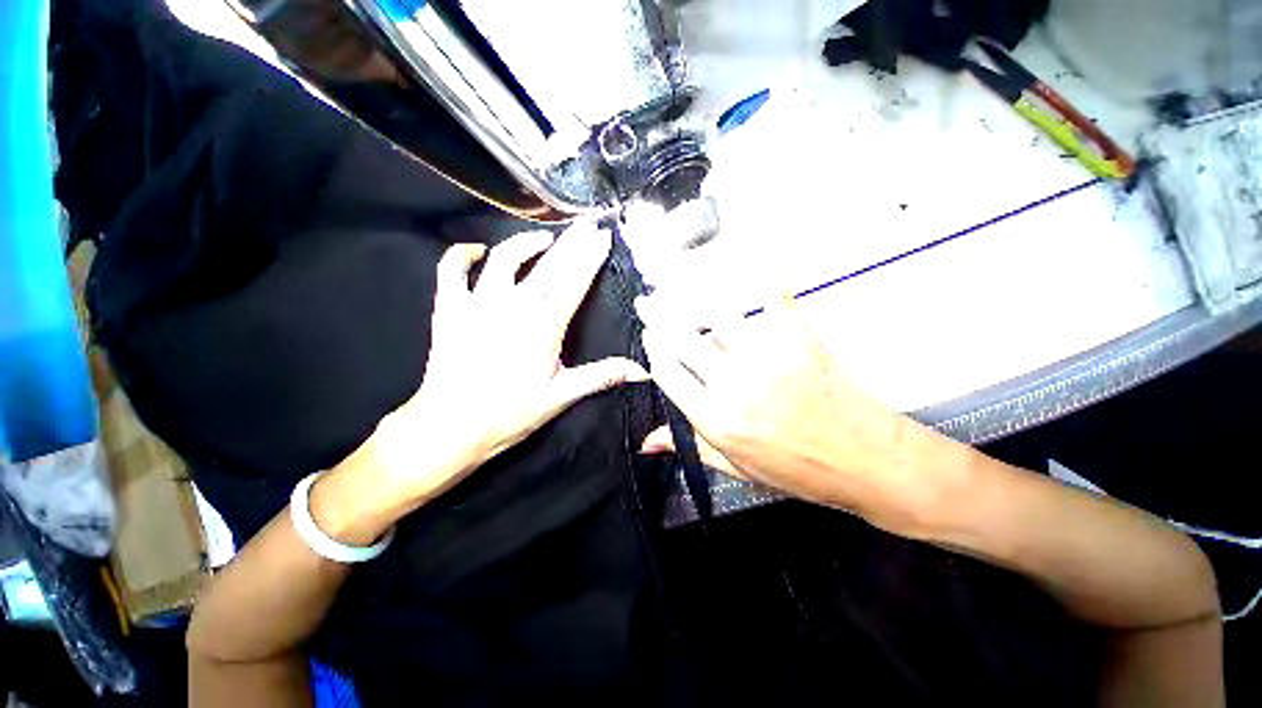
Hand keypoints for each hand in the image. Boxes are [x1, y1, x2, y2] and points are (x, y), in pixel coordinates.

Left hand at [316, 224, 646, 541]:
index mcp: (543, 328)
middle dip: (571, 242)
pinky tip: (477, 251)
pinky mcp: (450, 308)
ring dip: (526, 243)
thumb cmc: (510, 413)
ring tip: (544, 239)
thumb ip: (600, 376)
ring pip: (504, 259)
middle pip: (548, 266)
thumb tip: (641, 371)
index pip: (573, 284)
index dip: (589, 258)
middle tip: (587, 223)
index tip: (603, 237)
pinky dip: (461, 254)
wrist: (451, 425)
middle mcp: (513, 307)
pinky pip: (451, 270)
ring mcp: (478, 304)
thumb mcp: (561, 396)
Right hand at [637, 294, 969, 536]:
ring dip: (688, 294)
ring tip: (672, 280)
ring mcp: (765, 358)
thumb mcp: (736, 467)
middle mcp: (732, 385)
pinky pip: (771, 297)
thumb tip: (648, 441)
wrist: (864, 461)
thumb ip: (689, 446)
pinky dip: (760, 272)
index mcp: (715, 419)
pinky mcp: (796, 338)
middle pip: (682, 340)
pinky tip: (748, 252)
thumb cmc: (798, 469)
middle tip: (646, 303)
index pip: (667, 374)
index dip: (653, 353)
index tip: (649, 338)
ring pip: (715, 315)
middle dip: (657, 317)